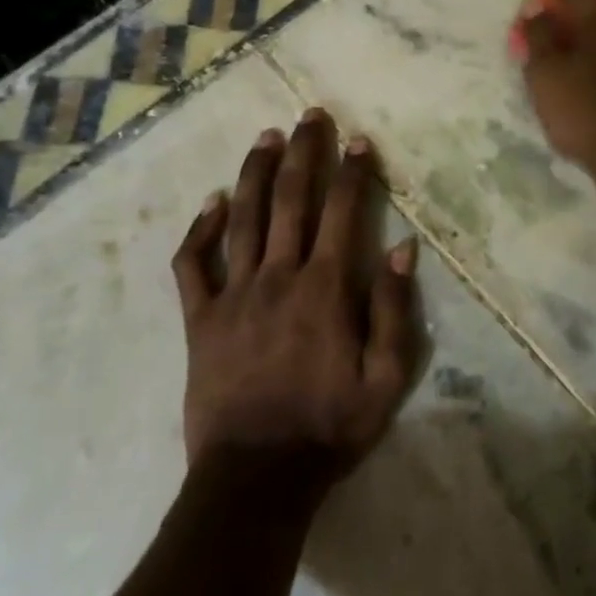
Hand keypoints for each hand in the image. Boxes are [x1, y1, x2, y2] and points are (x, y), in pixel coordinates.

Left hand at [172, 110, 421, 482]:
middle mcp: (279, 276)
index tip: (359, 140)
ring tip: (266, 137)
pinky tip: (212, 203)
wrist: (255, 480)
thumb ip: (393, 310)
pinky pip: (193, 265)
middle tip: (309, 115)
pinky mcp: (200, 319)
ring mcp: (234, 295)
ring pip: (244, 218)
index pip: (343, 212)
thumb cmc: (329, 428)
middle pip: (291, 200)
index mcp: (325, 288)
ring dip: (255, 173)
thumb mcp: (386, 379)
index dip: (354, 172)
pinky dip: (201, 230)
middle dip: (304, 153)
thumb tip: (401, 248)